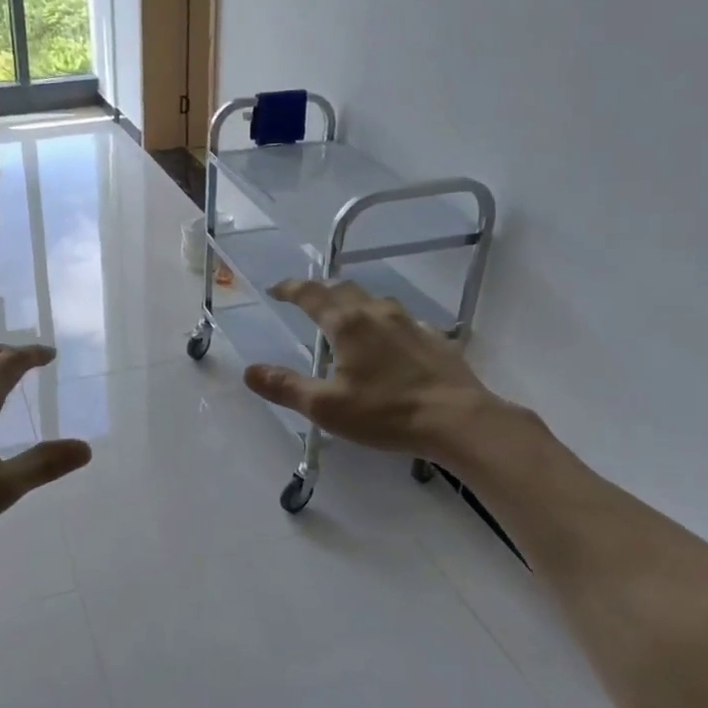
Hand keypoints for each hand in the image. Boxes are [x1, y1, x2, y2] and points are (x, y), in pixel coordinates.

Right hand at [243, 280, 507, 464]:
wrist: (458, 419)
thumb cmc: (386, 412)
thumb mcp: (326, 407)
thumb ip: (286, 386)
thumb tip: (249, 370)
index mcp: (347, 325)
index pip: (311, 295)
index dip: (290, 288)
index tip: (275, 289)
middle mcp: (377, 314)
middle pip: (343, 289)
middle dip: (320, 290)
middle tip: (305, 298)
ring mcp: (410, 323)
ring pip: (375, 300)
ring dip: (353, 302)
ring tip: (344, 315)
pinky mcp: (434, 338)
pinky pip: (401, 319)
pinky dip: (383, 321)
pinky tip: (388, 339)